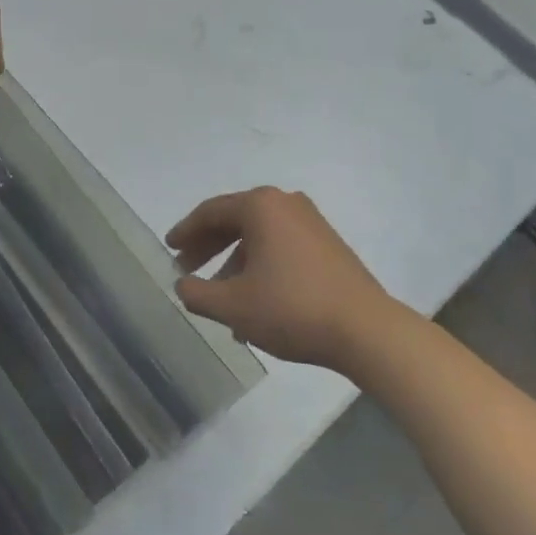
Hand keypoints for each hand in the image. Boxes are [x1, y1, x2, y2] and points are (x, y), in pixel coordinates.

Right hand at [168, 188, 394, 371]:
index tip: (169, 248)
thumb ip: (198, 292)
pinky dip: (260, 268)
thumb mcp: (233, 305)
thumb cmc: (291, 308)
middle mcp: (285, 204)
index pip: (211, 212)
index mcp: (260, 206)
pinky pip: (280, 248)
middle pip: (235, 221)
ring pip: (258, 238)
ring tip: (220, 301)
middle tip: (187, 270)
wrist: (366, 330)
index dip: (185, 231)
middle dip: (208, 247)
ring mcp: (311, 223)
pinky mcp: (328, 245)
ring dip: (234, 264)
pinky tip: (253, 305)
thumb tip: (183, 284)